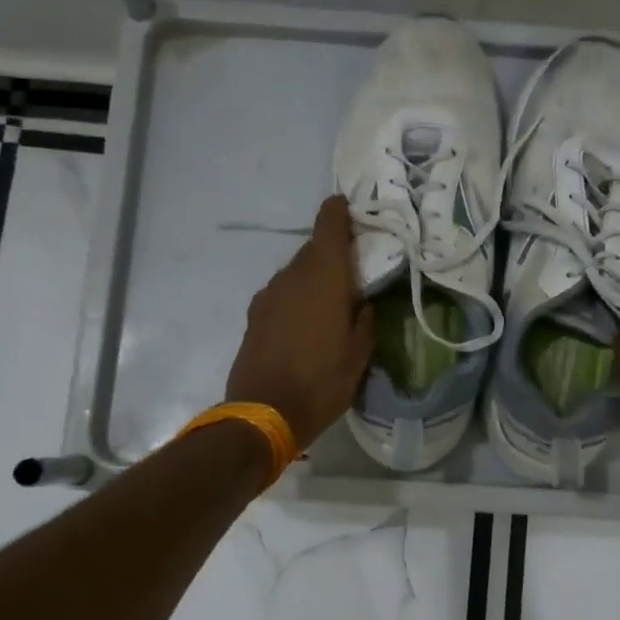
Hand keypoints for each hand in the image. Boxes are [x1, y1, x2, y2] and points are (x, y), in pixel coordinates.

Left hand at [226, 196, 375, 448]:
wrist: (263, 413)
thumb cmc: (321, 382)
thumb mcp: (359, 355)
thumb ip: (364, 320)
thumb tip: (362, 302)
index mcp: (324, 278)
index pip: (328, 228)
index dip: (337, 212)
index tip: (347, 205)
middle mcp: (292, 277)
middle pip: (313, 250)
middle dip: (332, 251)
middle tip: (354, 265)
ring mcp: (269, 296)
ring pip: (296, 272)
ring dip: (314, 276)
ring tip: (332, 298)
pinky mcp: (255, 316)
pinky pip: (282, 293)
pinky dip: (297, 295)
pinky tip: (307, 319)